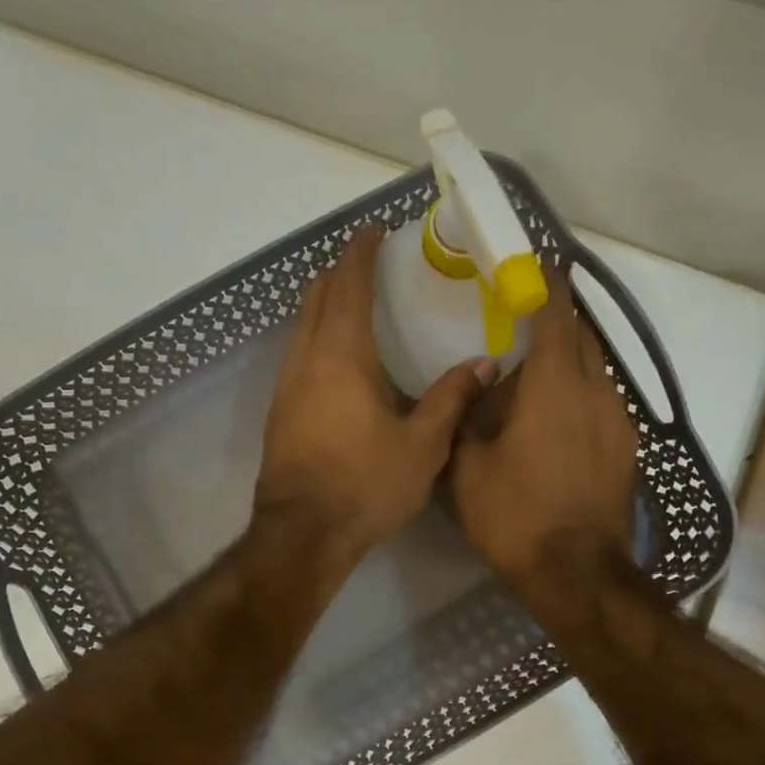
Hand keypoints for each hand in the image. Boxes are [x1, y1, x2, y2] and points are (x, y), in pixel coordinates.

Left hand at [256, 228, 495, 578]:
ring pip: (301, 326)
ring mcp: (286, 386)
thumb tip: (485, 364)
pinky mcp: (279, 412)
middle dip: (338, 273)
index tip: (374, 232)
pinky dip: (316, 336)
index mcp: (342, 356)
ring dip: (324, 305)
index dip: (360, 254)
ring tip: (354, 306)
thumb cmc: (366, 484)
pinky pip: (297, 354)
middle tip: (366, 265)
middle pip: (315, 297)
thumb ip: (452, 398)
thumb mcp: (422, 445)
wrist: (304, 533)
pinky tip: (339, 360)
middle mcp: (306, 359)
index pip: (348, 286)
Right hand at [450, 269, 637, 597]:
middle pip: (583, 339)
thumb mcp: (468, 469)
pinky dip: (580, 398)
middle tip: (523, 327)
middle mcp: (597, 392)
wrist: (577, 574)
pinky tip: (556, 424)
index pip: (557, 315)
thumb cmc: (516, 516)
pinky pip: (603, 404)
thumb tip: (476, 389)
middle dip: (557, 325)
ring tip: (535, 383)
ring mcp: (620, 422)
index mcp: (556, 386)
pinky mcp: (627, 450)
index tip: (535, 266)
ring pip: (596, 373)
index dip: (547, 285)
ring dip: (569, 366)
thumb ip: (468, 419)